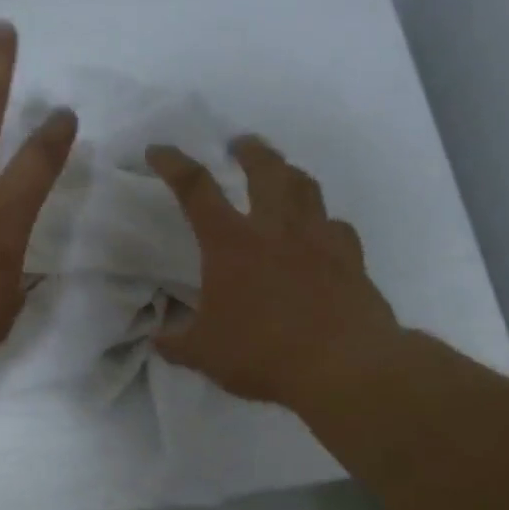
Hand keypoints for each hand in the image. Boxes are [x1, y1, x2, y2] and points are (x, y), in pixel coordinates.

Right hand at [146, 136, 400, 412]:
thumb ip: (177, 343)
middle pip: (264, 167)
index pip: (195, 188)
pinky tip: (321, 232)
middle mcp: (275, 227)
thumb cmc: (263, 352)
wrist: (342, 365)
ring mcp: (319, 237)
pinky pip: (336, 225)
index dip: (173, 163)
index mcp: (231, 242)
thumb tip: (158, 340)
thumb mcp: (205, 354)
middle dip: (248, 150)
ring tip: (281, 174)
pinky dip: (323, 221)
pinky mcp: (350, 257)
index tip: (159, 151)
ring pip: (305, 186)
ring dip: (288, 172)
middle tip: (240, 145)